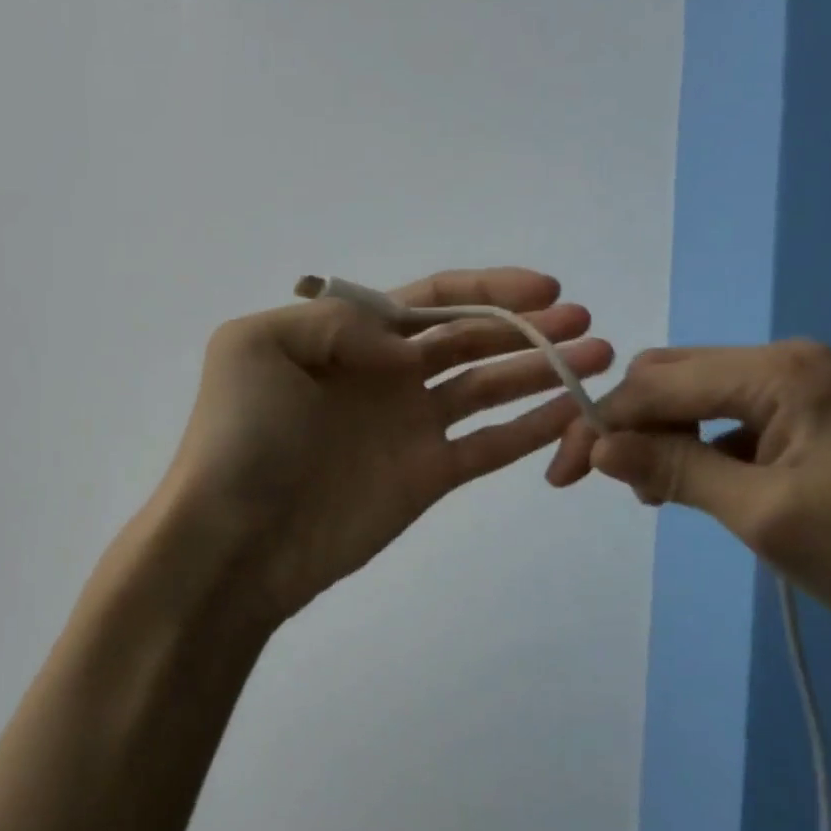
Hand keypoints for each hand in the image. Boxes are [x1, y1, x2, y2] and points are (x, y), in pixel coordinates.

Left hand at [156, 268, 613, 625]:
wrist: (234, 540)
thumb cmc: (242, 438)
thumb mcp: (259, 347)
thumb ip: (337, 324)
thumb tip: (404, 345)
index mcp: (345, 338)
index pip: (427, 301)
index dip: (486, 290)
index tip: (545, 289)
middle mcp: (382, 376)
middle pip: (467, 339)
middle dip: (524, 327)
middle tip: (584, 322)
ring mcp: (408, 427)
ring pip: (487, 387)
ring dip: (540, 370)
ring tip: (596, 355)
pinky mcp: (426, 476)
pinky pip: (489, 445)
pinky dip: (530, 428)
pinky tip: (572, 409)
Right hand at [547, 340, 830, 646]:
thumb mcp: (762, 514)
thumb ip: (673, 470)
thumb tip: (595, 448)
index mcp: (781, 371)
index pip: (660, 383)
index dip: (602, 422)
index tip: (562, 473)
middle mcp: (785, 362)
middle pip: (671, 378)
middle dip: (623, 423)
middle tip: (590, 479)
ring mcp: (796, 387)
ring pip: (691, 396)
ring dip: (655, 436)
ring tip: (643, 491)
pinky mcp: (801, 416)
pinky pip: (721, 417)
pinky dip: (689, 445)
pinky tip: (681, 483)